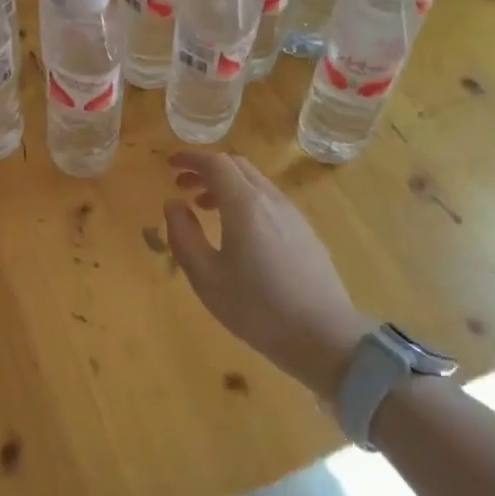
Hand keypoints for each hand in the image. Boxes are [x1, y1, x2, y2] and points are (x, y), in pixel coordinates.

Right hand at [164, 152, 371, 403]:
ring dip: (226, 185)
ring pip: (256, 183)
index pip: (215, 163)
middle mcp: (271, 200)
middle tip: (183, 186)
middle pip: (237, 166)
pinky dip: (245, 200)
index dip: (190, 158)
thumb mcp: (206, 277)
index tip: (170, 165)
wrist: (324, 337)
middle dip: (207, 169)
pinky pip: (270, 200)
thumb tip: (173, 204)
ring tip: (204, 208)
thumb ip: (183, 235)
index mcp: (245, 205)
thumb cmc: (257, 308)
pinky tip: (238, 231)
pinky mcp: (306, 232)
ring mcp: (293, 215)